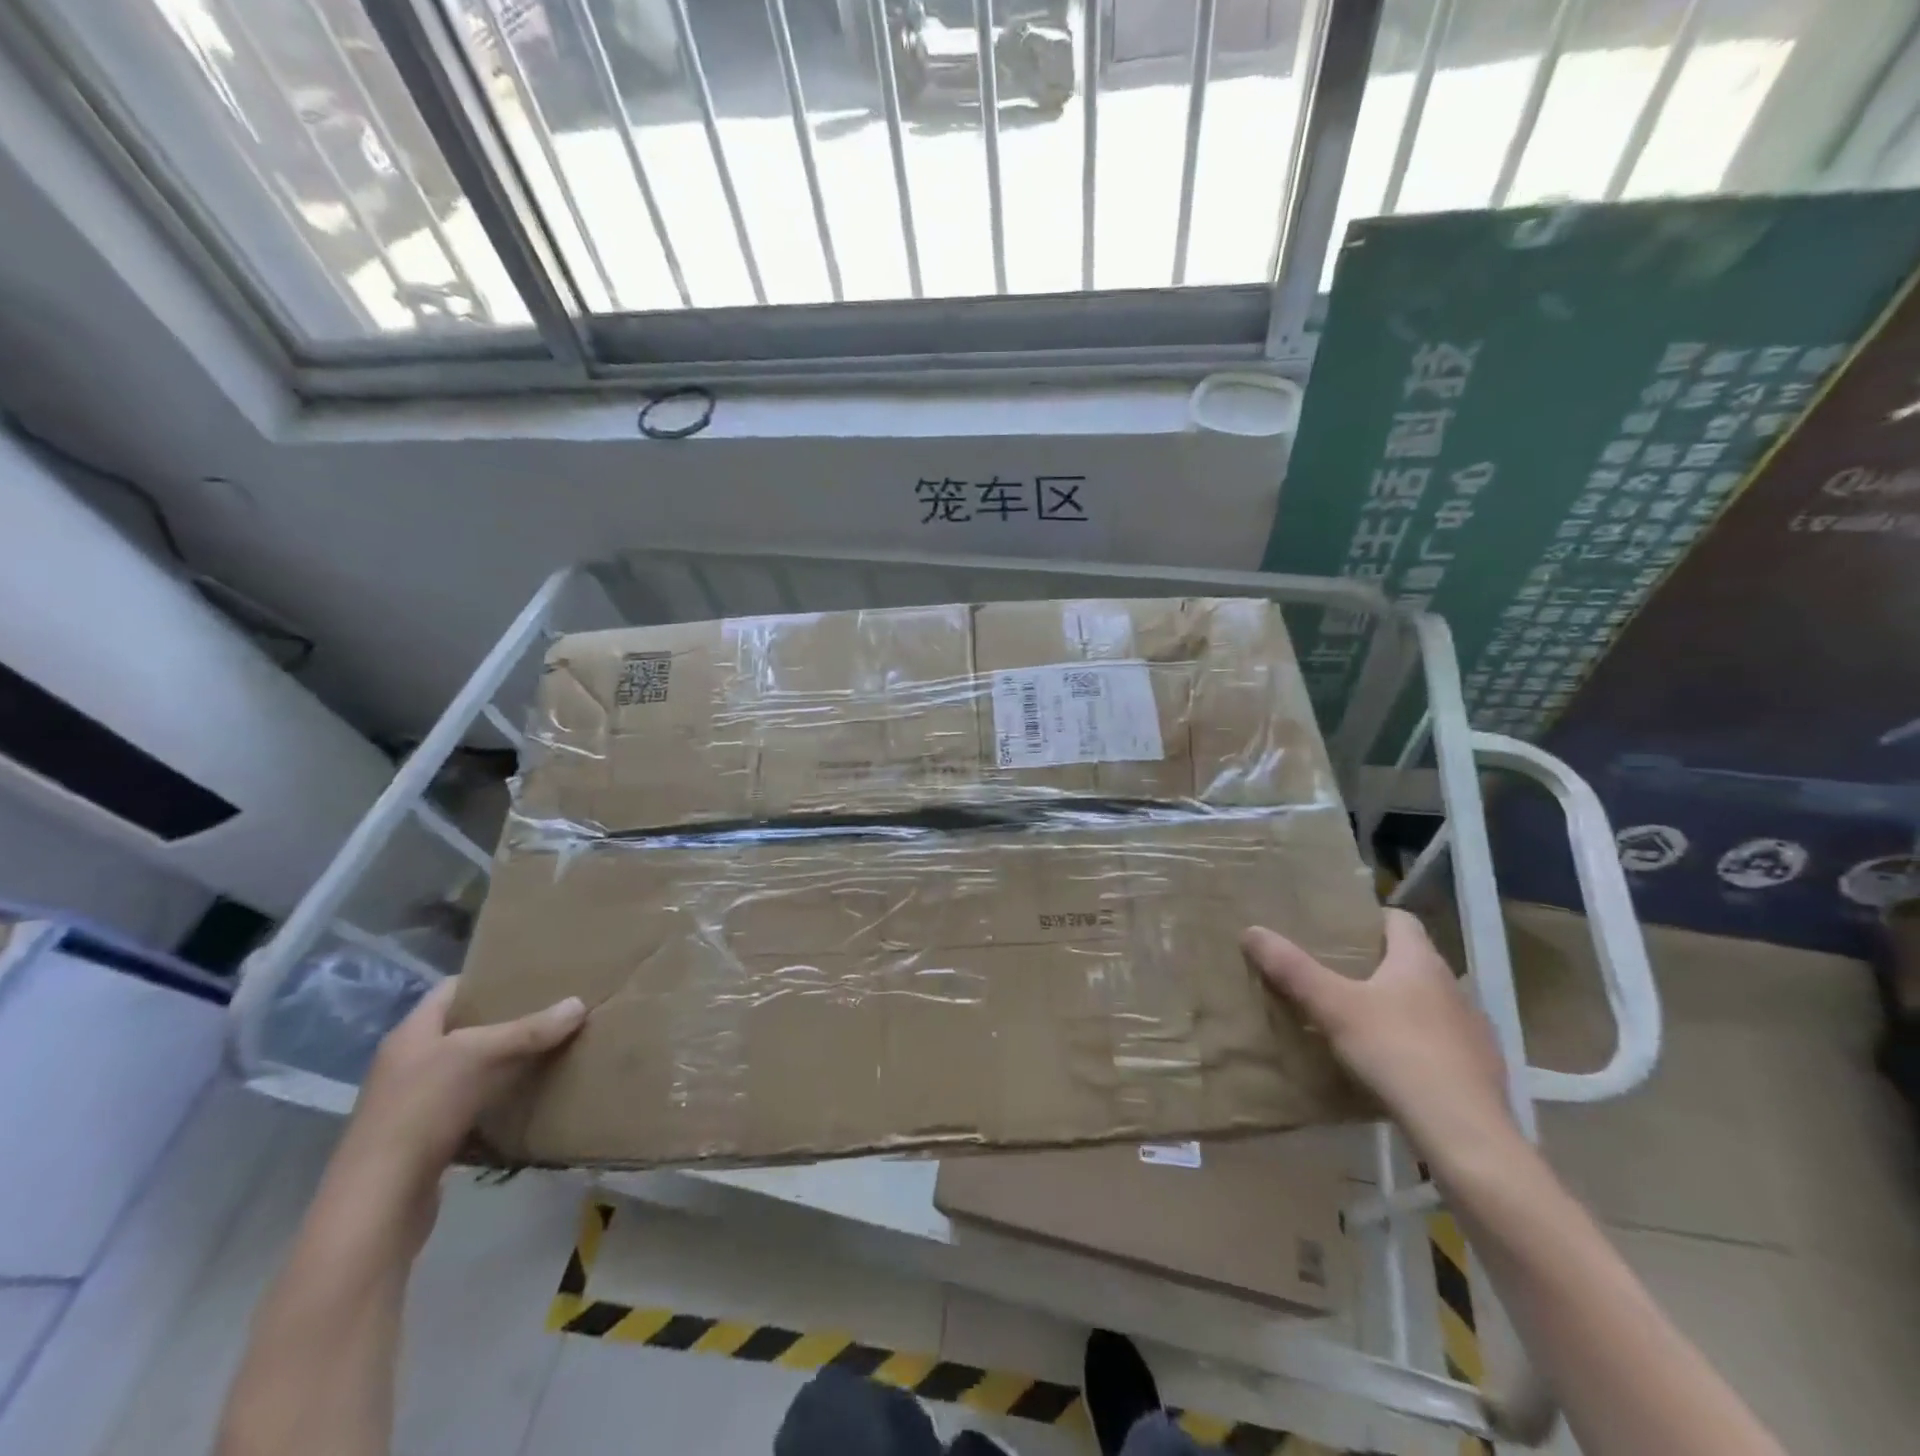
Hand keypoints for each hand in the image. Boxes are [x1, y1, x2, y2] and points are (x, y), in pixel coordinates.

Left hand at [337, 979, 585, 1205]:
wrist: (378, 1203)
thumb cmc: (422, 1110)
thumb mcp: (480, 1057)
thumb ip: (530, 1030)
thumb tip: (579, 1003)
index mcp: (411, 1033)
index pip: (451, 989)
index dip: (488, 978)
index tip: (530, 974)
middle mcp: (407, 1063)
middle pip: (462, 1028)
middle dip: (505, 1019)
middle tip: (550, 1009)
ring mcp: (412, 1103)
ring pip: (467, 1069)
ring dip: (503, 1061)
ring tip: (547, 1048)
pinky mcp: (423, 1139)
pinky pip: (468, 1105)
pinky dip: (496, 1098)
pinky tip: (526, 1096)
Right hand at [1242, 909, 1517, 1168]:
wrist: (1466, 1135)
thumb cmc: (1397, 1053)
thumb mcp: (1332, 1007)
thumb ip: (1292, 969)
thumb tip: (1251, 930)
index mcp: (1421, 962)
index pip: (1401, 920)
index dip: (1371, 919)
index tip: (1341, 930)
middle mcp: (1454, 987)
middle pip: (1413, 962)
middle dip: (1378, 965)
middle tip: (1336, 974)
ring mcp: (1474, 1031)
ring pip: (1430, 1004)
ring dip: (1400, 1006)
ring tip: (1361, 1022)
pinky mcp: (1482, 1072)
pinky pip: (1443, 1044)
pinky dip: (1419, 1045)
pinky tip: (1394, 1067)